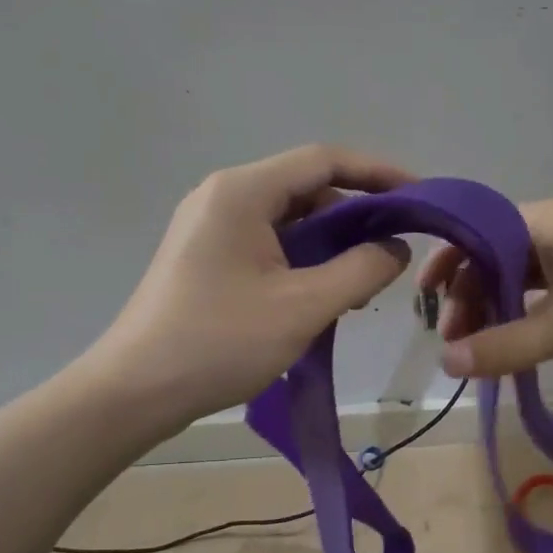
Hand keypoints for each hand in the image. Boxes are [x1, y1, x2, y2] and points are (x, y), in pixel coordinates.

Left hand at [83, 145, 412, 426]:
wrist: (134, 392)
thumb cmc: (219, 342)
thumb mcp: (303, 306)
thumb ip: (362, 270)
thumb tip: (397, 248)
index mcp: (243, 192)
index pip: (324, 160)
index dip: (377, 173)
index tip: (419, 196)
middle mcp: (224, 196)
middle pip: (307, 187)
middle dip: (356, 215)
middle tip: (394, 251)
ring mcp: (211, 226)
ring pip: (290, 219)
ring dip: (331, 243)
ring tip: (362, 284)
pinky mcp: (208, 256)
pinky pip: (270, 243)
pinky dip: (304, 260)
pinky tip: (324, 295)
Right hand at [419, 198, 552, 377]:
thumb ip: (504, 346)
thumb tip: (446, 365)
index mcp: (544, 221)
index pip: (475, 231)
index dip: (446, 263)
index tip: (424, 303)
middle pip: (493, 257)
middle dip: (469, 297)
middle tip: (457, 345)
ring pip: (518, 280)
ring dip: (495, 311)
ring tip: (479, 353)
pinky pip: (544, 297)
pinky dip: (523, 319)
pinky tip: (512, 349)